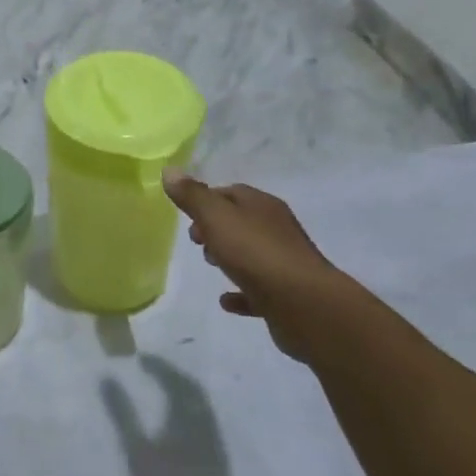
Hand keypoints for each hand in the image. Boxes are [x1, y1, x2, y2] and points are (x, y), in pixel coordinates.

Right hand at [162, 170, 354, 361]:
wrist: (306, 305)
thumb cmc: (256, 253)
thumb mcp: (216, 218)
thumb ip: (192, 196)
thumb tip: (169, 170)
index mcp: (262, 206)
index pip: (232, 192)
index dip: (207, 200)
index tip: (187, 215)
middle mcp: (277, 229)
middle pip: (242, 222)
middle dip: (216, 228)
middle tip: (196, 240)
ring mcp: (284, 263)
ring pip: (251, 254)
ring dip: (229, 257)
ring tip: (209, 264)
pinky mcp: (286, 296)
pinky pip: (258, 290)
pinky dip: (241, 292)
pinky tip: (226, 301)